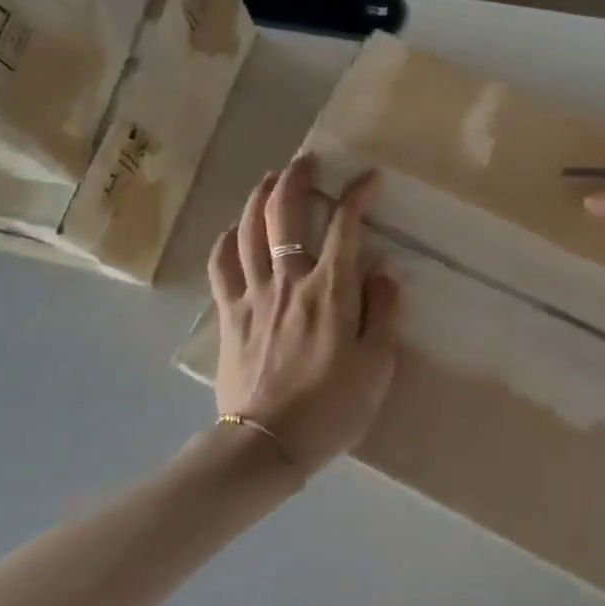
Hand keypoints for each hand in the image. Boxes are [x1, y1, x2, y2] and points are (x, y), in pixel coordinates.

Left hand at [209, 155, 400, 479]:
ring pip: (249, 230)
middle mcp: (288, 279)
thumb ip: (383, 311)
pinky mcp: (229, 315)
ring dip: (259, 197)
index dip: (358, 194)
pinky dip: (226, 241)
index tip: (369, 177)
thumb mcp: (378, 365)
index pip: (345, 225)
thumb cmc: (331, 408)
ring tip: (270, 179)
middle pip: (285, 212)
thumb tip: (382, 271)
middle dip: (297, 178)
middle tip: (307, 160)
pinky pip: (221, 266)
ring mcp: (253, 294)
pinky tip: (232, 232)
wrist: (267, 445)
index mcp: (330, 289)